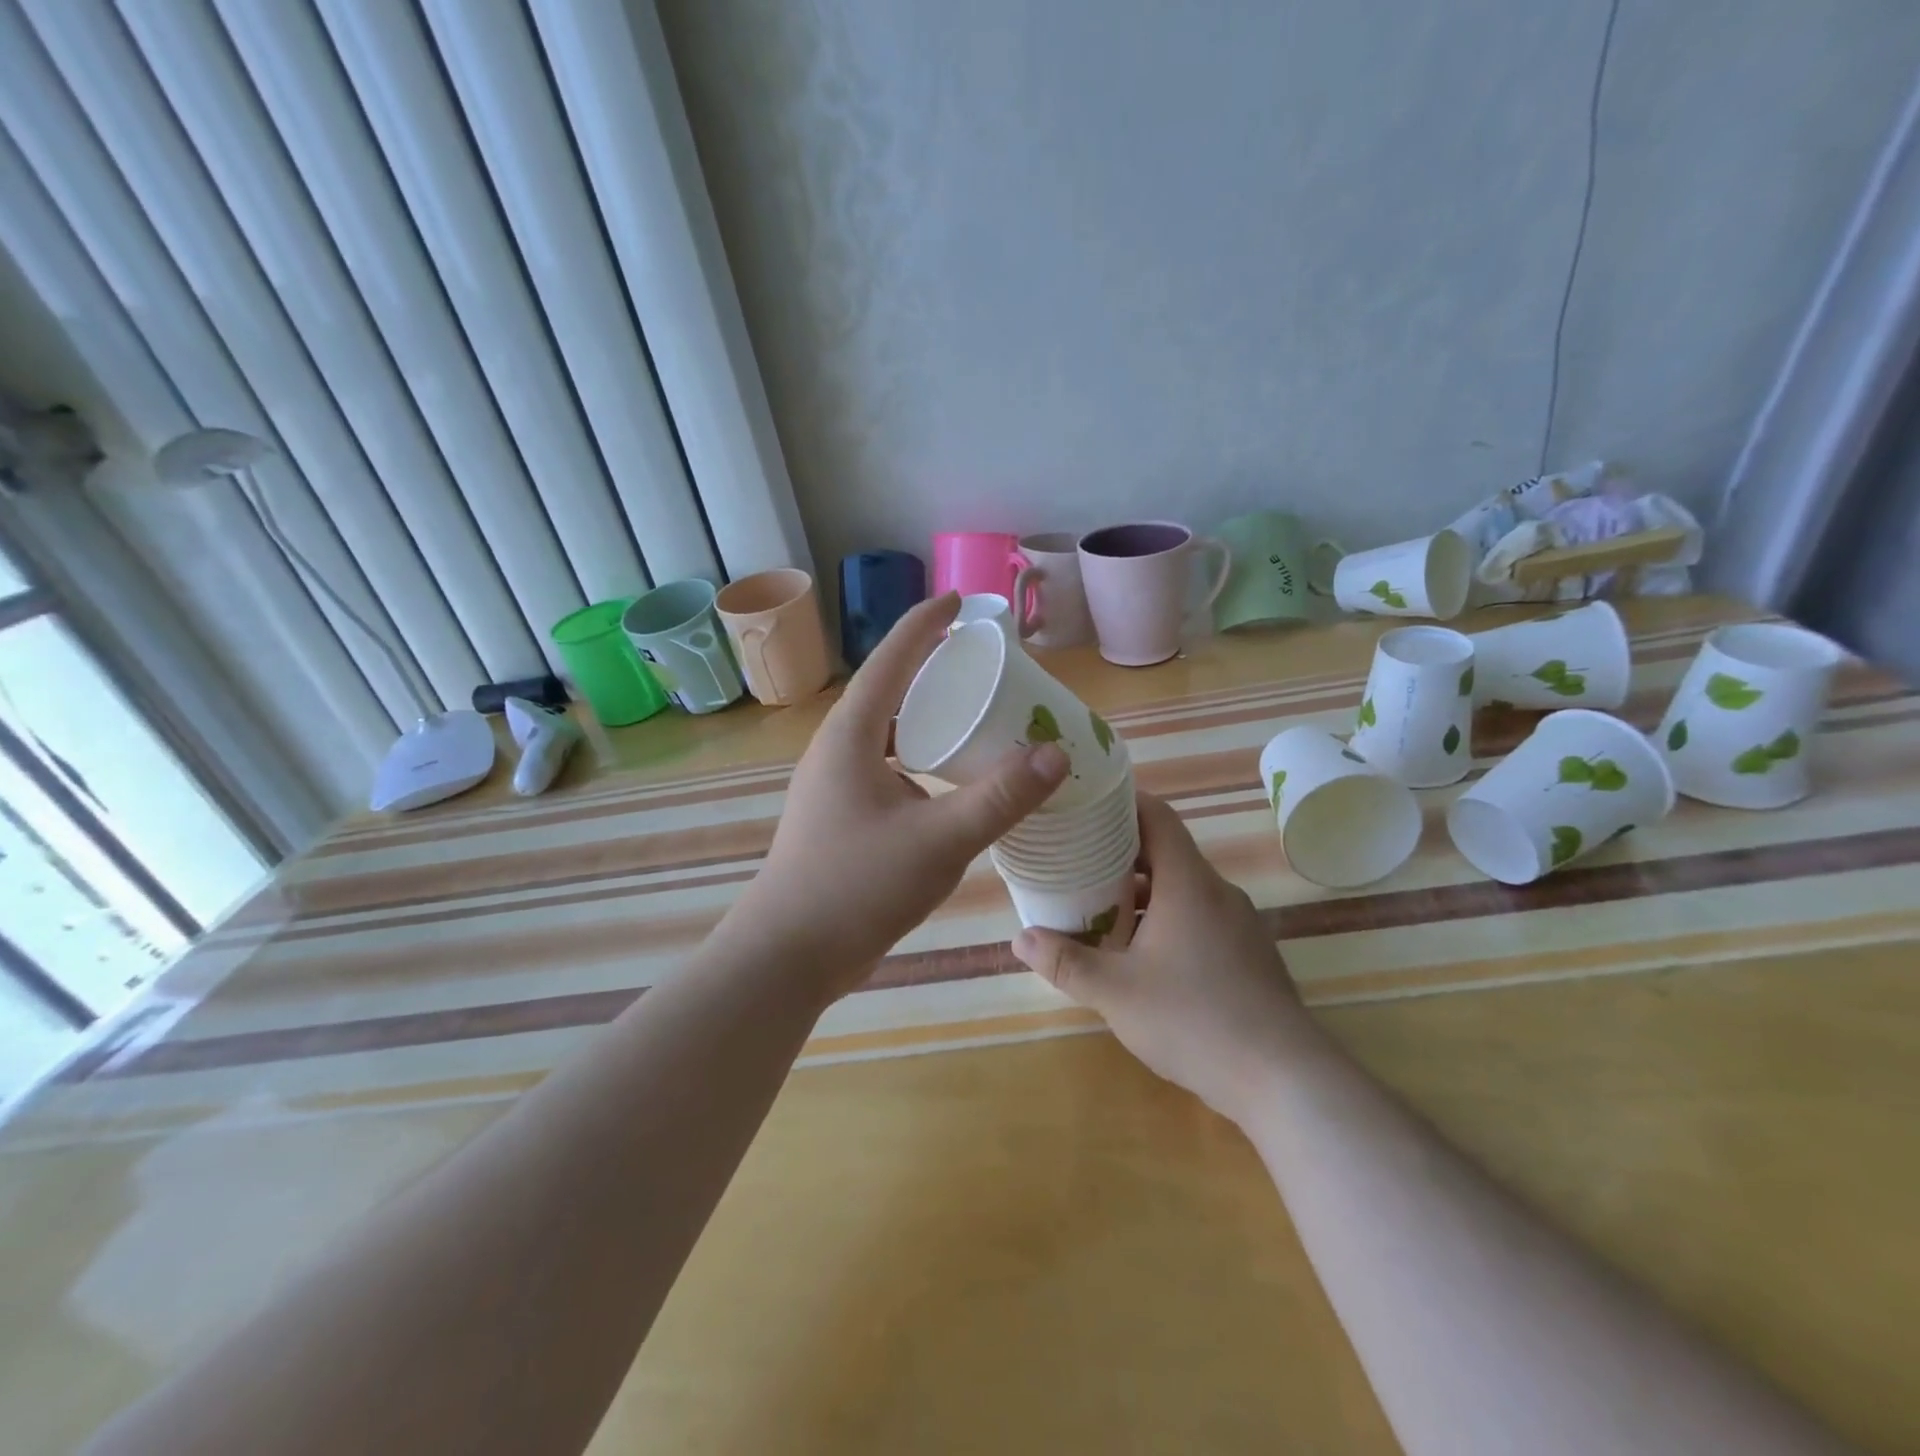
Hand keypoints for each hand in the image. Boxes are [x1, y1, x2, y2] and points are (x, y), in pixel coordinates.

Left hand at [720, 593, 1069, 1001]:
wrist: (788, 956)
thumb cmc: (856, 887)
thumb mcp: (938, 840)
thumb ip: (999, 797)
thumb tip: (1055, 753)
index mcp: (852, 736)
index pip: (891, 660)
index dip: (925, 624)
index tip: (958, 601)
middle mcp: (838, 750)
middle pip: (889, 692)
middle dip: (931, 670)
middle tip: (980, 663)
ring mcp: (835, 786)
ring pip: (888, 735)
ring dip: (926, 720)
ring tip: (973, 718)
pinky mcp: (841, 817)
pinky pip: (888, 768)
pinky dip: (921, 761)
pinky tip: (949, 784)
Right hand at [1011, 793, 1317, 1122]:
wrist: (1283, 1079)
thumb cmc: (1193, 1019)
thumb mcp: (1115, 991)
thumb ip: (1065, 961)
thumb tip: (1020, 939)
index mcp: (1188, 883)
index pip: (1157, 817)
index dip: (1122, 804)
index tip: (1086, 807)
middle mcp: (1217, 892)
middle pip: (1166, 853)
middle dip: (1120, 854)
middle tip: (1076, 862)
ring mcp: (1239, 924)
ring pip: (1183, 890)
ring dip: (1142, 893)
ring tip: (1100, 909)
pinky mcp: (1249, 955)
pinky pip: (1200, 918)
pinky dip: (1167, 920)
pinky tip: (1143, 956)